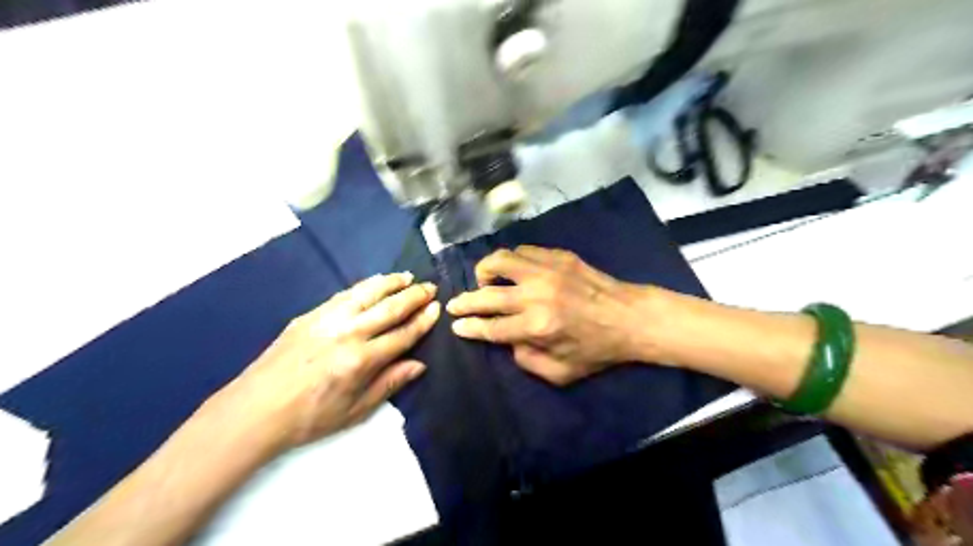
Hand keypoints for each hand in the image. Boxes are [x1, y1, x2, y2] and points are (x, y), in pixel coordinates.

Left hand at [217, 272, 438, 451]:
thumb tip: (419, 364)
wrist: (255, 410)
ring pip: (367, 294)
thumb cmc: (309, 417)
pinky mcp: (310, 315)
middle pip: (389, 309)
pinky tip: (374, 283)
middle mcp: (348, 334)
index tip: (436, 308)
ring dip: (390, 283)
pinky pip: (344, 295)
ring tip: (407, 276)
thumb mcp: (355, 410)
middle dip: (413, 296)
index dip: (423, 321)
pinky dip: (364, 286)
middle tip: (430, 286)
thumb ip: (389, 383)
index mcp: (361, 361)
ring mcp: (327, 320)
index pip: (402, 335)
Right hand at [443, 246, 657, 385]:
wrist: (631, 317)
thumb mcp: (561, 373)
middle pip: (487, 294)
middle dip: (465, 301)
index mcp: (537, 327)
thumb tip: (507, 341)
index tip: (456, 325)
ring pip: (500, 260)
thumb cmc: (597, 349)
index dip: (469, 327)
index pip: (491, 327)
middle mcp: (537, 295)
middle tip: (455, 305)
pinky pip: (523, 251)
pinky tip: (514, 271)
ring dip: (485, 271)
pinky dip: (512, 261)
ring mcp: (547, 270)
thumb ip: (526, 361)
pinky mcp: (559, 256)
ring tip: (485, 281)